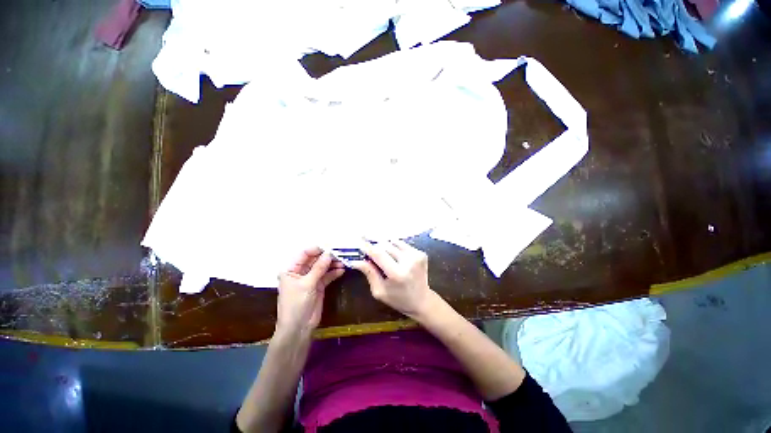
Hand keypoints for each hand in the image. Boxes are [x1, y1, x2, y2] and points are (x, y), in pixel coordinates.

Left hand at [276, 247, 343, 334]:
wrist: (299, 328)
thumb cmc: (296, 304)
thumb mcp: (307, 284)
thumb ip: (319, 268)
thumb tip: (329, 253)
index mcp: (291, 269)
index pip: (304, 254)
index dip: (317, 249)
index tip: (330, 247)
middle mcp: (300, 272)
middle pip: (315, 260)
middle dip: (327, 256)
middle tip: (340, 253)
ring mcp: (310, 279)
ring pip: (322, 267)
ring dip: (332, 264)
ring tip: (343, 262)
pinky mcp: (318, 286)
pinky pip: (327, 276)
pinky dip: (334, 273)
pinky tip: (341, 270)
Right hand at [350, 240, 434, 318]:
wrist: (422, 301)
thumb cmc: (398, 299)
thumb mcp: (379, 291)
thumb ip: (369, 273)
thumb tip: (356, 260)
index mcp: (397, 274)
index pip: (379, 254)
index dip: (368, 246)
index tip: (359, 239)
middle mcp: (408, 261)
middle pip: (385, 246)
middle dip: (376, 248)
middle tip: (371, 254)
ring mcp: (417, 255)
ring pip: (394, 242)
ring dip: (386, 247)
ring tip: (386, 258)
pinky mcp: (421, 253)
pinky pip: (402, 244)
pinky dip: (395, 248)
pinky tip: (396, 258)